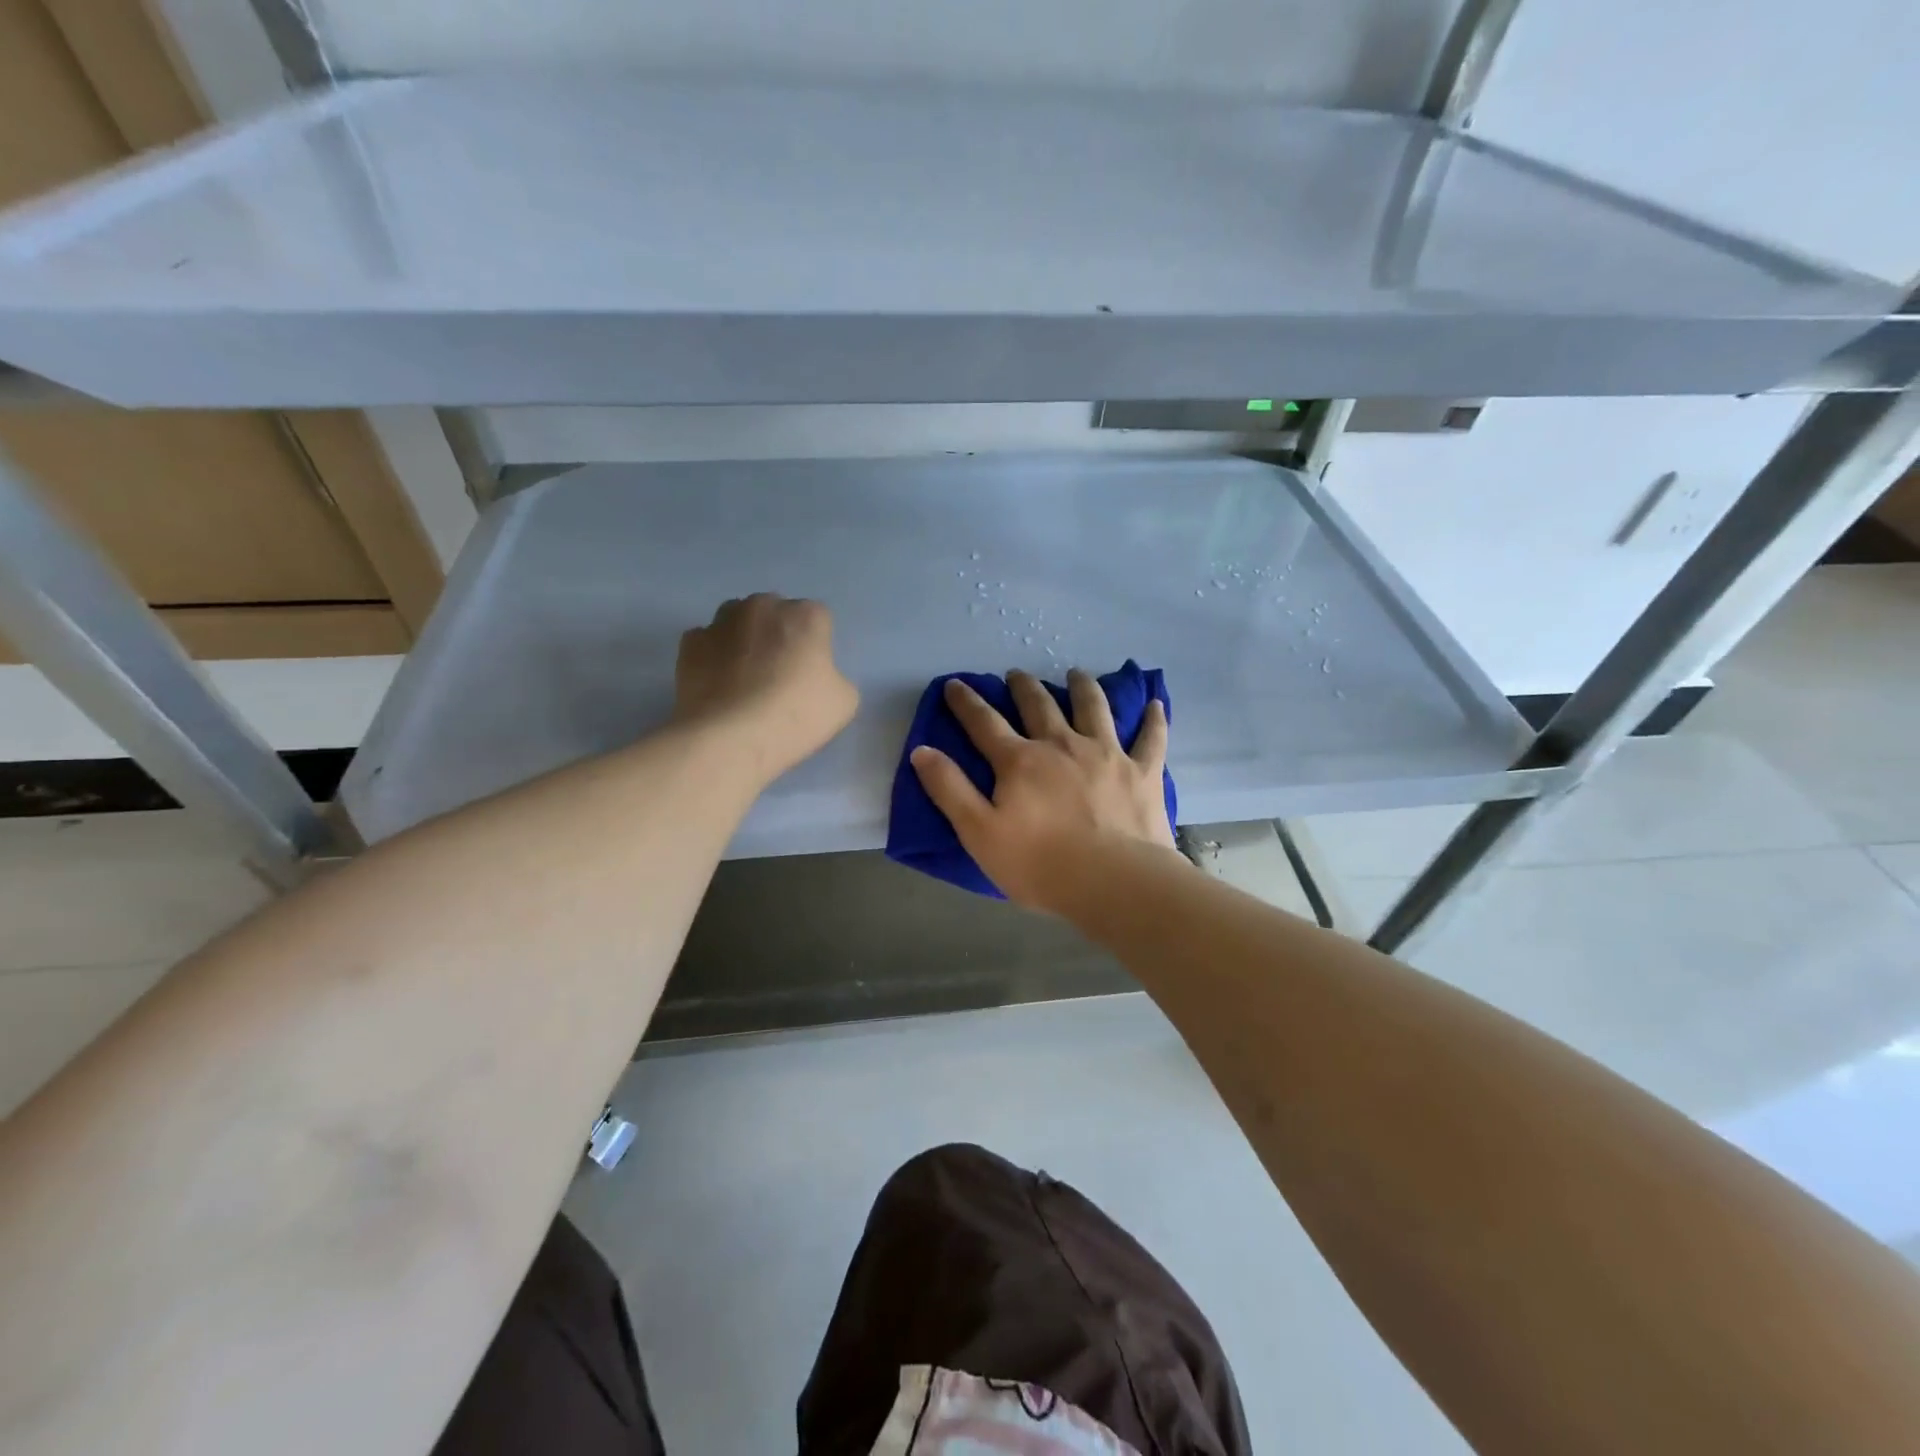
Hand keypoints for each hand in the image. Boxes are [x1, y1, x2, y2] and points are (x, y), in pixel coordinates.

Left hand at [675, 594, 858, 781]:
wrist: (729, 739)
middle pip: (775, 612)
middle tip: (778, 674)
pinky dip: (712, 655)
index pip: (818, 619)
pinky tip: (717, 683)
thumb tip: (814, 676)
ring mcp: (721, 622)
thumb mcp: (844, 702)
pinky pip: (706, 641)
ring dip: (743, 638)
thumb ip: (834, 676)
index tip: (811, 673)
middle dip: (777, 634)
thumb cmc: (796, 716)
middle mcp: (763, 606)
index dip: (816, 645)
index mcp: (806, 616)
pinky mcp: (690, 643)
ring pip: (736, 620)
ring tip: (743, 677)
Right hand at [911, 668, 1176, 910]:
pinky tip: (1156, 704)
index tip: (956, 684)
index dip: (967, 702)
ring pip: (1093, 707)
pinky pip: (1151, 737)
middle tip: (1016, 674)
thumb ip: (950, 789)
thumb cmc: (1041, 865)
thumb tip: (922, 750)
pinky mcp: (1142, 771)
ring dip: (1083, 687)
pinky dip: (1153, 719)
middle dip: (1024, 686)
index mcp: (1021, 761)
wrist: (1115, 883)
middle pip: (1040, 705)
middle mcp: (1062, 745)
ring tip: (1076, 673)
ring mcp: (1107, 753)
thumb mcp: (979, 833)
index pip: (985, 723)